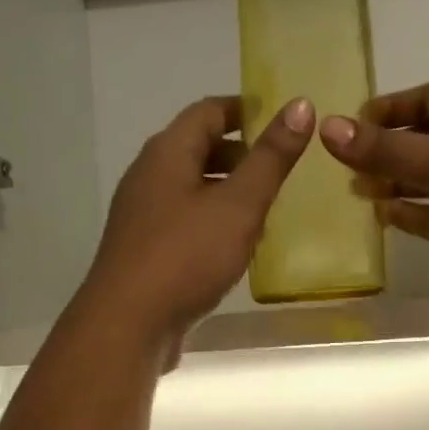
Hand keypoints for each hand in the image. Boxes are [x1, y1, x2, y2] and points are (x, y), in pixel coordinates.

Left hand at [79, 94, 314, 346]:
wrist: (128, 325)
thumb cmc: (185, 257)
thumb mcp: (238, 205)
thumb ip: (270, 159)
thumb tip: (300, 104)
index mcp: (166, 154)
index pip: (208, 112)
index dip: (245, 110)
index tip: (281, 121)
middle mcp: (148, 178)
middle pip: (197, 150)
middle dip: (239, 155)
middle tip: (281, 170)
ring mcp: (142, 218)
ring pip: (191, 191)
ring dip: (227, 194)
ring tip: (267, 211)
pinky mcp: (144, 253)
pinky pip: (184, 225)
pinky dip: (212, 225)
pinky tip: (235, 249)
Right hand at [321, 75, 428, 310]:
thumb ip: (388, 150)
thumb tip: (328, 129)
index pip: (427, 99)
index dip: (387, 111)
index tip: (346, 127)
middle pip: (427, 141)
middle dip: (387, 152)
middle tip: (342, 166)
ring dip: (397, 186)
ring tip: (355, 191)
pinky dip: (414, 217)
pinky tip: (384, 217)